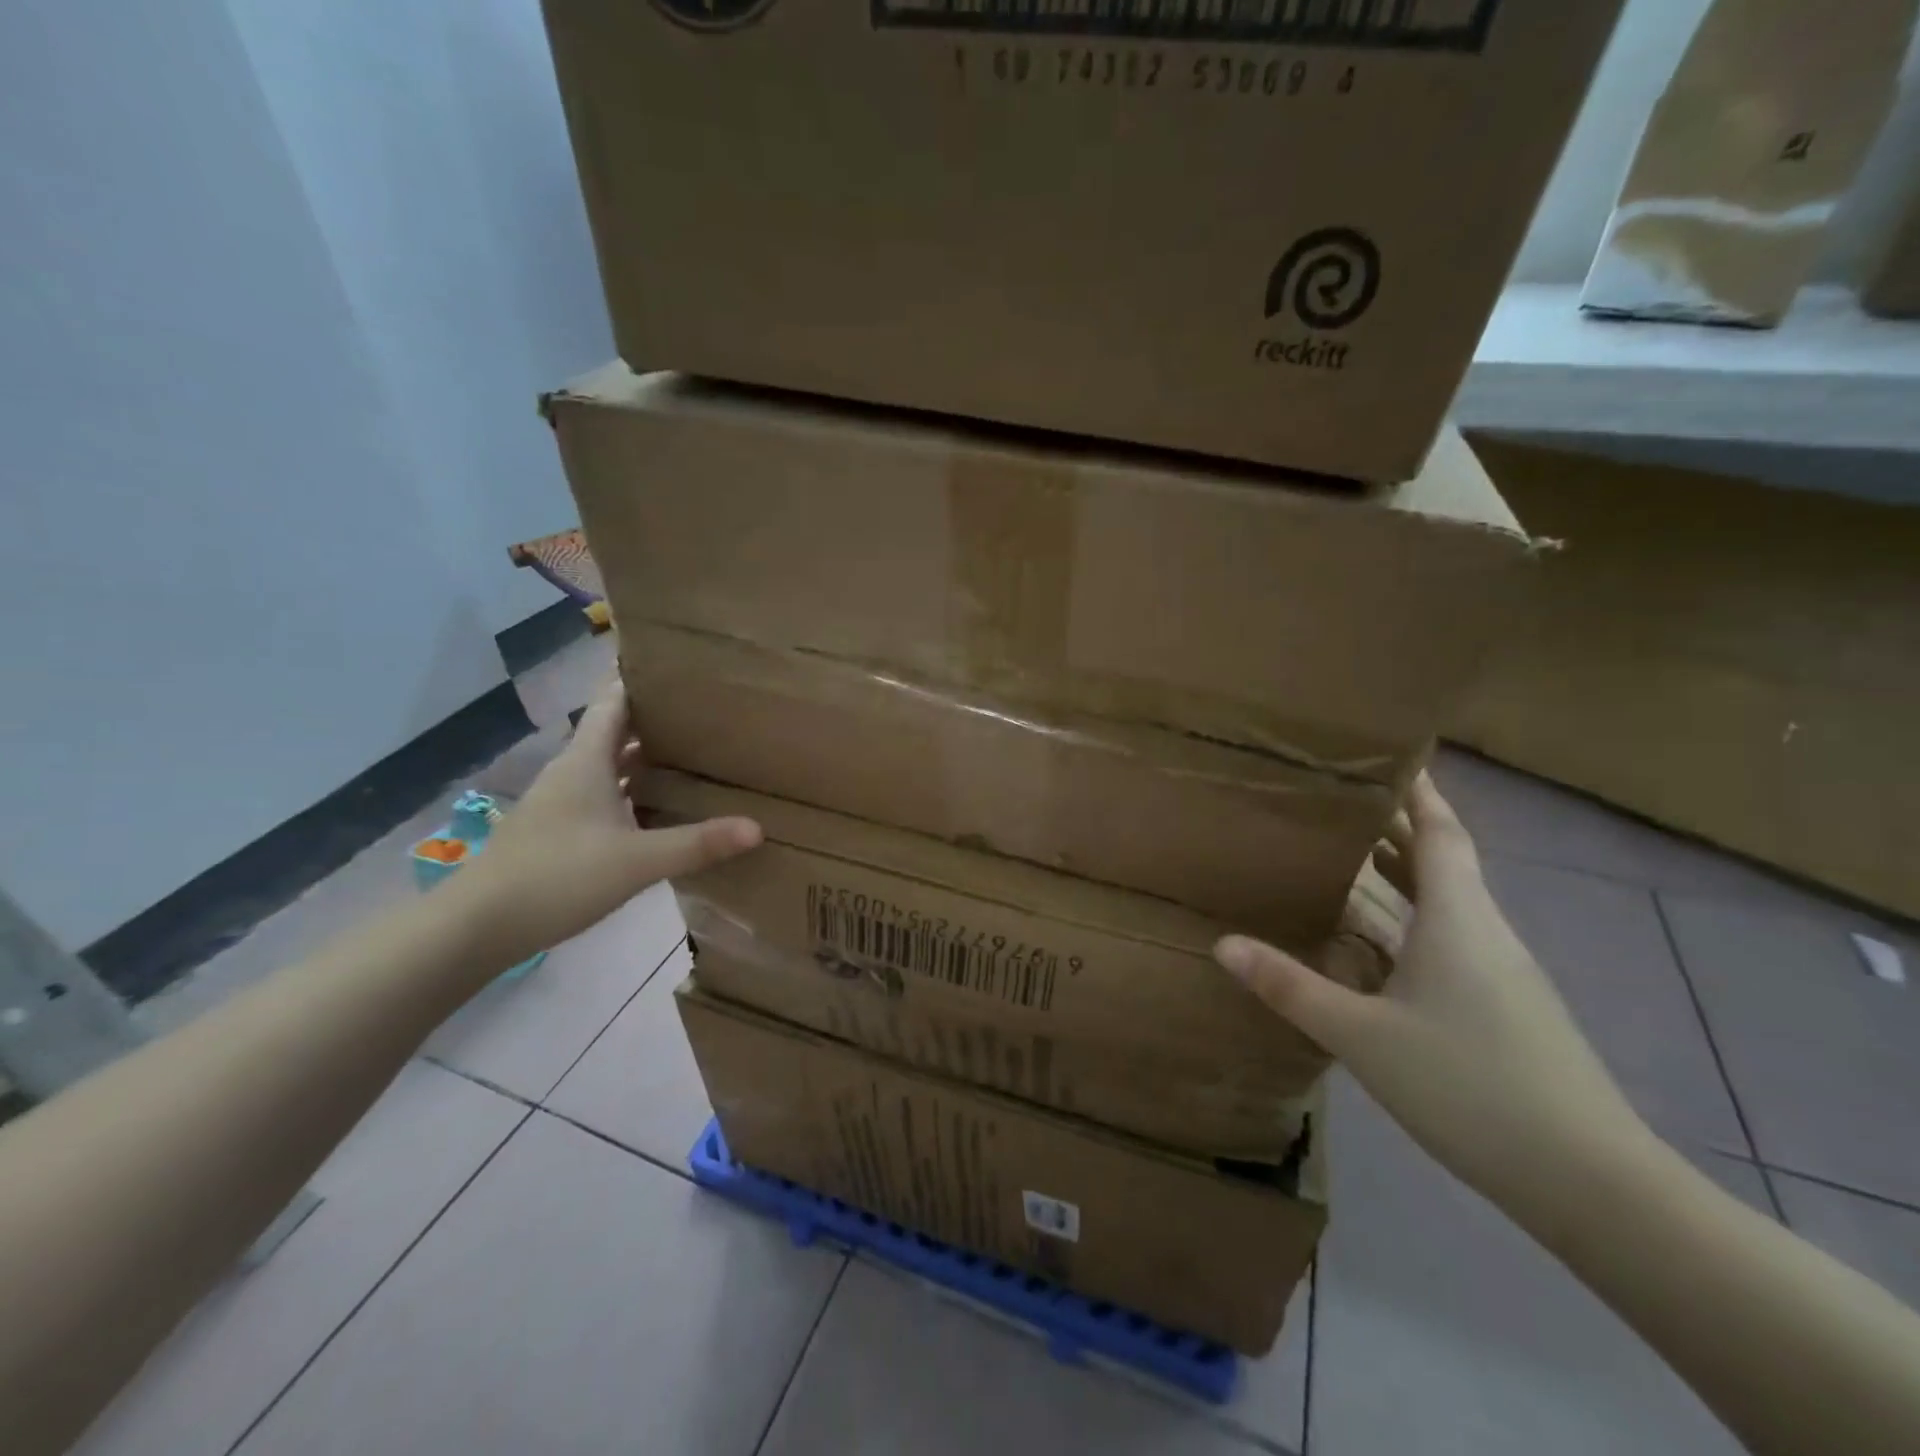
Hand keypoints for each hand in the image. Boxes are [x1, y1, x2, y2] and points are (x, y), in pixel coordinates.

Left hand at [451, 684, 761, 967]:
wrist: (476, 926)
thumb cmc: (557, 877)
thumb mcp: (636, 860)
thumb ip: (697, 843)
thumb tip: (757, 827)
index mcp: (587, 761)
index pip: (614, 701)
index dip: (641, 679)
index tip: (678, 666)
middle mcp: (573, 771)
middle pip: (614, 730)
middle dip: (654, 718)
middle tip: (703, 712)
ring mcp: (561, 801)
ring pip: (608, 764)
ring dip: (642, 756)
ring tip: (690, 752)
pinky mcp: (558, 829)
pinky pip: (602, 794)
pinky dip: (630, 789)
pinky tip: (656, 806)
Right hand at [1215, 773, 1651, 1220]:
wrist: (1592, 1182)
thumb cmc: (1470, 1086)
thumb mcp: (1362, 1035)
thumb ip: (1290, 986)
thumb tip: (1223, 943)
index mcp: (1459, 920)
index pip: (1440, 833)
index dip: (1417, 793)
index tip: (1388, 757)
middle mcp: (1484, 932)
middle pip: (1443, 861)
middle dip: (1399, 827)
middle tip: (1344, 801)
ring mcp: (1500, 973)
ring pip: (1448, 903)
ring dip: (1404, 873)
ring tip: (1350, 855)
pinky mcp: (1504, 1007)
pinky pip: (1451, 939)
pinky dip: (1412, 919)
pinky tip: (1378, 942)